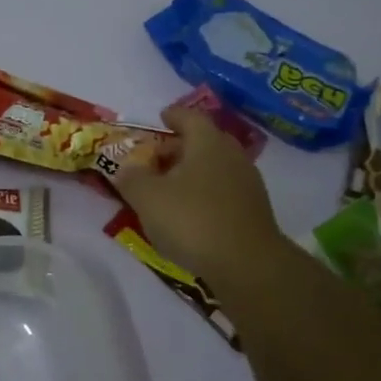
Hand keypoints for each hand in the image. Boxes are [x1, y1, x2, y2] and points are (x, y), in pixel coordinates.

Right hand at [112, 104, 285, 284]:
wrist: (247, 265)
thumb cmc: (193, 220)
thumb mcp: (148, 197)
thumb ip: (132, 178)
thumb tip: (126, 168)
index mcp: (207, 142)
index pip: (189, 117)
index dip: (173, 116)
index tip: (161, 118)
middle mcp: (232, 155)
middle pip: (204, 141)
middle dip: (179, 147)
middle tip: (156, 159)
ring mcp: (248, 183)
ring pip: (215, 167)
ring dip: (192, 172)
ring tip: (169, 189)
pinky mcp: (254, 210)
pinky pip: (224, 191)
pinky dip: (204, 194)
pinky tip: (190, 213)